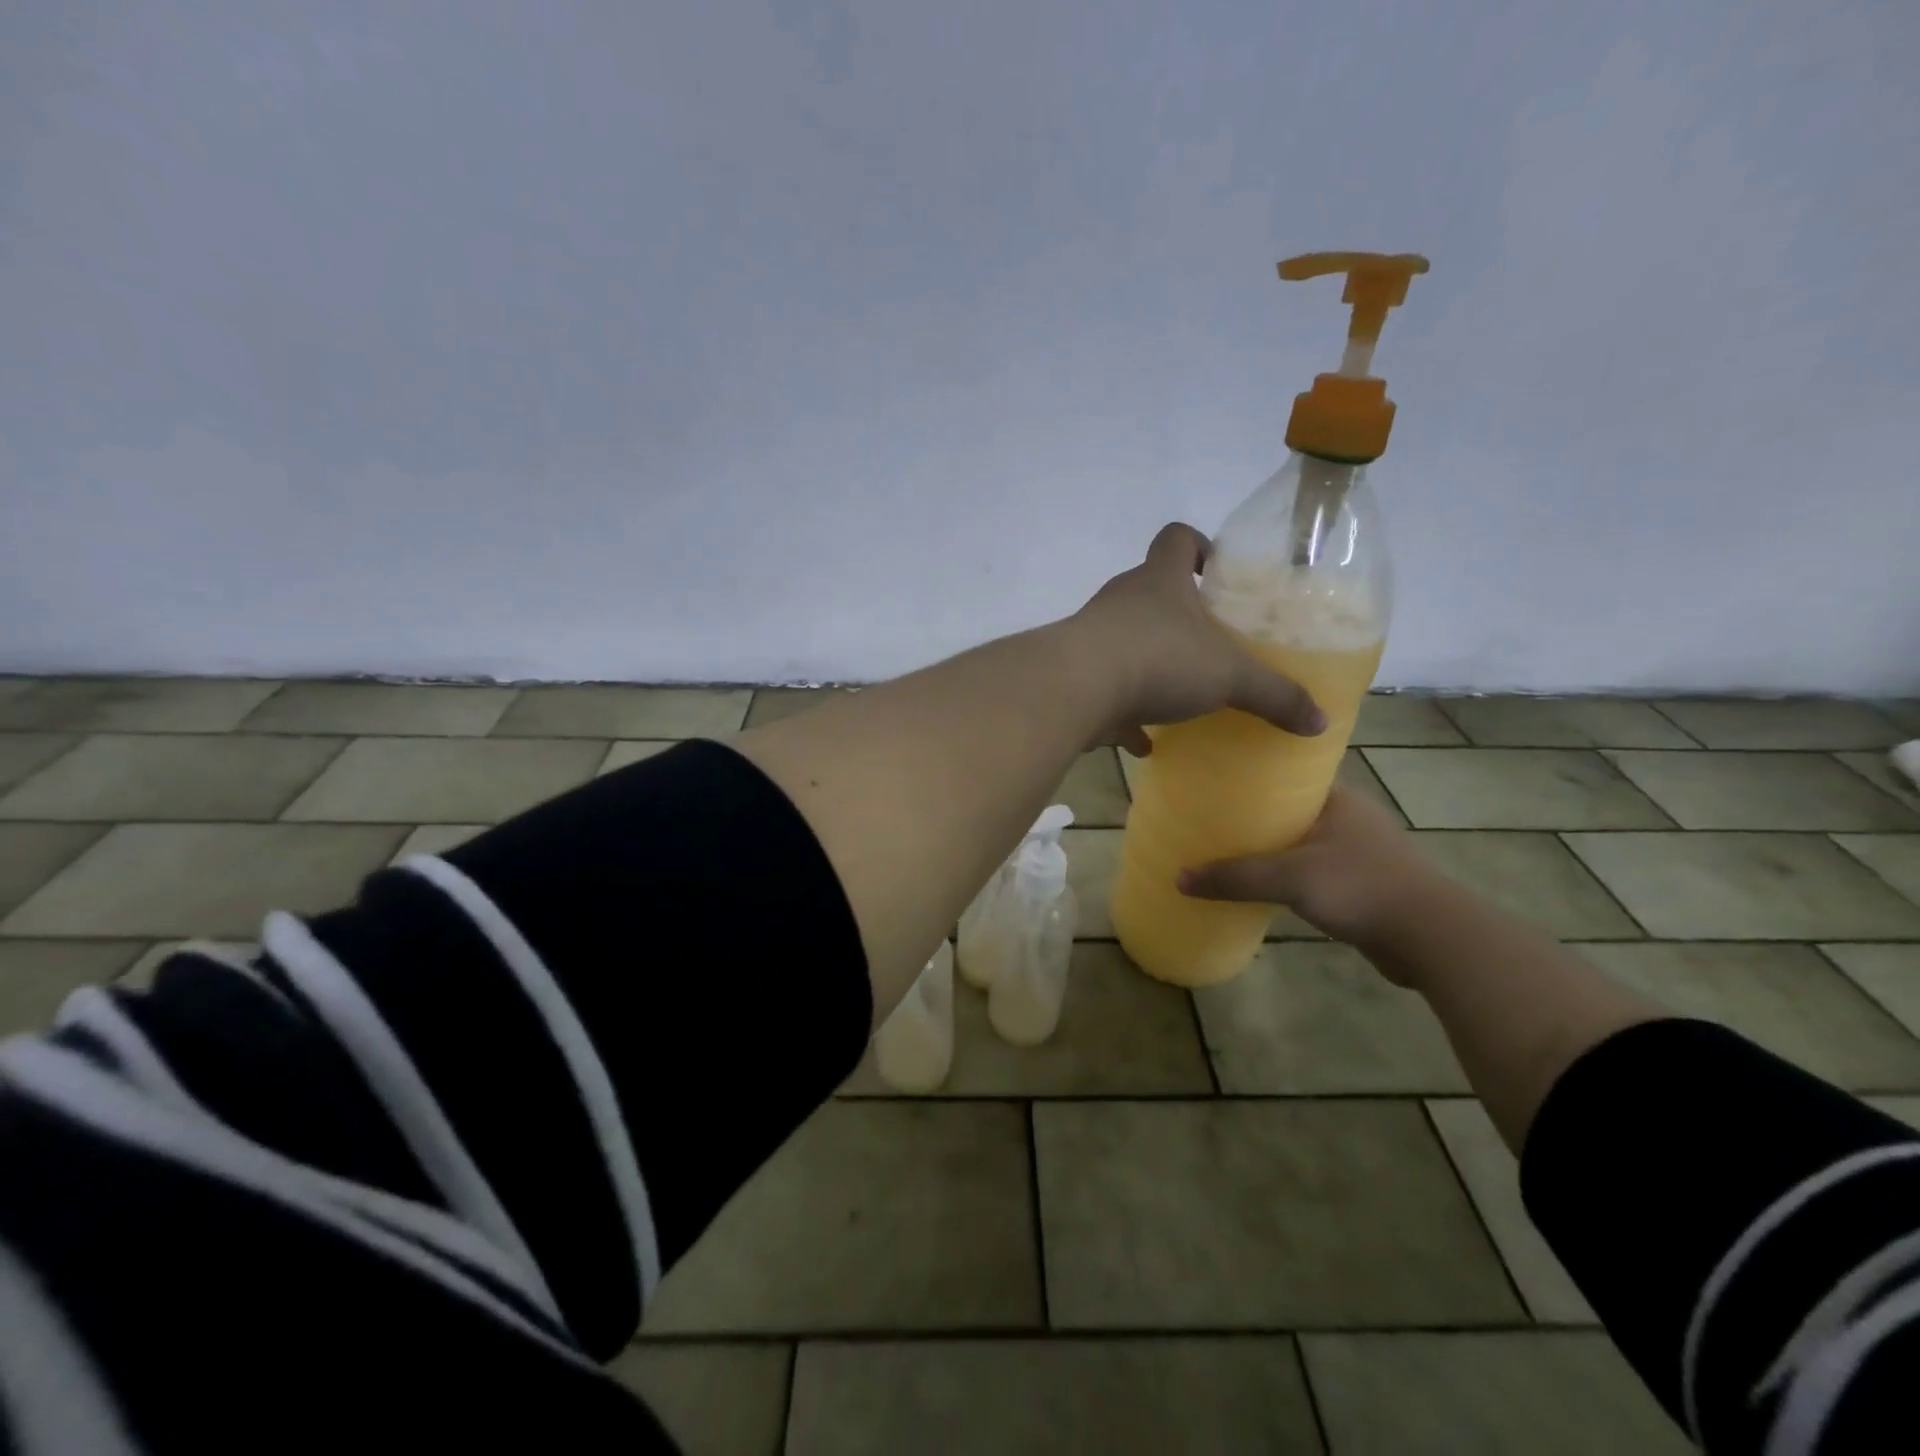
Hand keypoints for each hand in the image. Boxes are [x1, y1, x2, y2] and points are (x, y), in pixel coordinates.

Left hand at [1070, 523, 1324, 753]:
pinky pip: (1104, 689)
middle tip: (1208, 642)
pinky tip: (1142, 741)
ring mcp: (1092, 636)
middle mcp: (1122, 599)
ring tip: (1179, 694)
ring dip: (1149, 663)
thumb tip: (1320, 721)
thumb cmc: (1159, 660)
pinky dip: (1123, 712)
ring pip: (1125, 641)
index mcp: (1159, 581)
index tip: (1216, 571)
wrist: (1074, 690)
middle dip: (1178, 614)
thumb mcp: (1229, 676)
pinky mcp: (1073, 674)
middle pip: (1150, 591)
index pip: (1176, 538)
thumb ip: (1274, 695)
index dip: (1197, 545)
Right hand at [1177, 785, 1445, 963]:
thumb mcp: (1290, 878)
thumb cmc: (1361, 886)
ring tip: (1225, 850)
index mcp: (1337, 797)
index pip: (1287, 774)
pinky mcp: (1361, 883)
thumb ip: (1236, 877)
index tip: (1215, 781)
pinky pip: (1311, 870)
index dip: (1251, 776)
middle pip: (1289, 809)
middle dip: (1254, 815)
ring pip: (1300, 841)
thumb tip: (1179, 878)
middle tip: (1210, 817)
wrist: (1430, 938)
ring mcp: (1358, 850)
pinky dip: (1287, 874)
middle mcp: (1349, 816)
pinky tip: (1260, 885)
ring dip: (1270, 847)